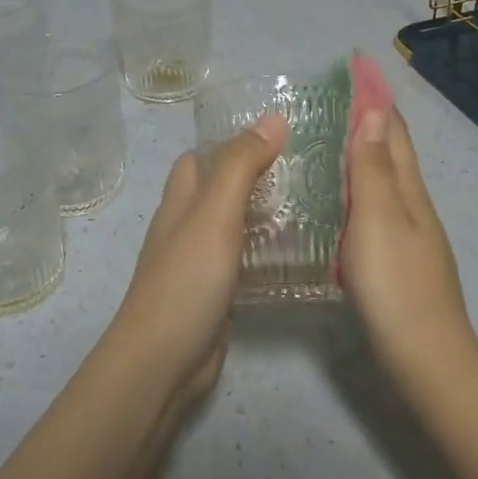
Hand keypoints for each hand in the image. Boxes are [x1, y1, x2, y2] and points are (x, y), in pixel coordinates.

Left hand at [100, 112, 288, 412]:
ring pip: (233, 225)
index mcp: (180, 201)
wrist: (163, 360)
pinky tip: (298, 252)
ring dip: (264, 213)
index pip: (200, 157)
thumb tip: (272, 118)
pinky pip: (243, 260)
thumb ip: (241, 166)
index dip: (231, 141)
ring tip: (314, 203)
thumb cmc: (186, 279)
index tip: (279, 133)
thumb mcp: (214, 213)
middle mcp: (186, 226)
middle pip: (219, 189)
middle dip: (255, 175)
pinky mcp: (216, 293)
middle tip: (307, 168)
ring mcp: (200, 262)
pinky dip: (265, 251)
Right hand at [341, 106, 477, 386]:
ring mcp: (410, 235)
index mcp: (408, 190)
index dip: (375, 97)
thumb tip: (376, 109)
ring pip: (385, 181)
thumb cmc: (395, 285)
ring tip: (328, 140)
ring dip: (363, 153)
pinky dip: (359, 189)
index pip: (393, 130)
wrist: (425, 359)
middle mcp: (413, 206)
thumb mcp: (377, 219)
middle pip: (393, 152)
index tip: (355, 65)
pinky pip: (376, 208)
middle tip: (334, 98)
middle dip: (370, 119)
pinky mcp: (399, 261)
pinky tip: (339, 202)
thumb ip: (373, 167)